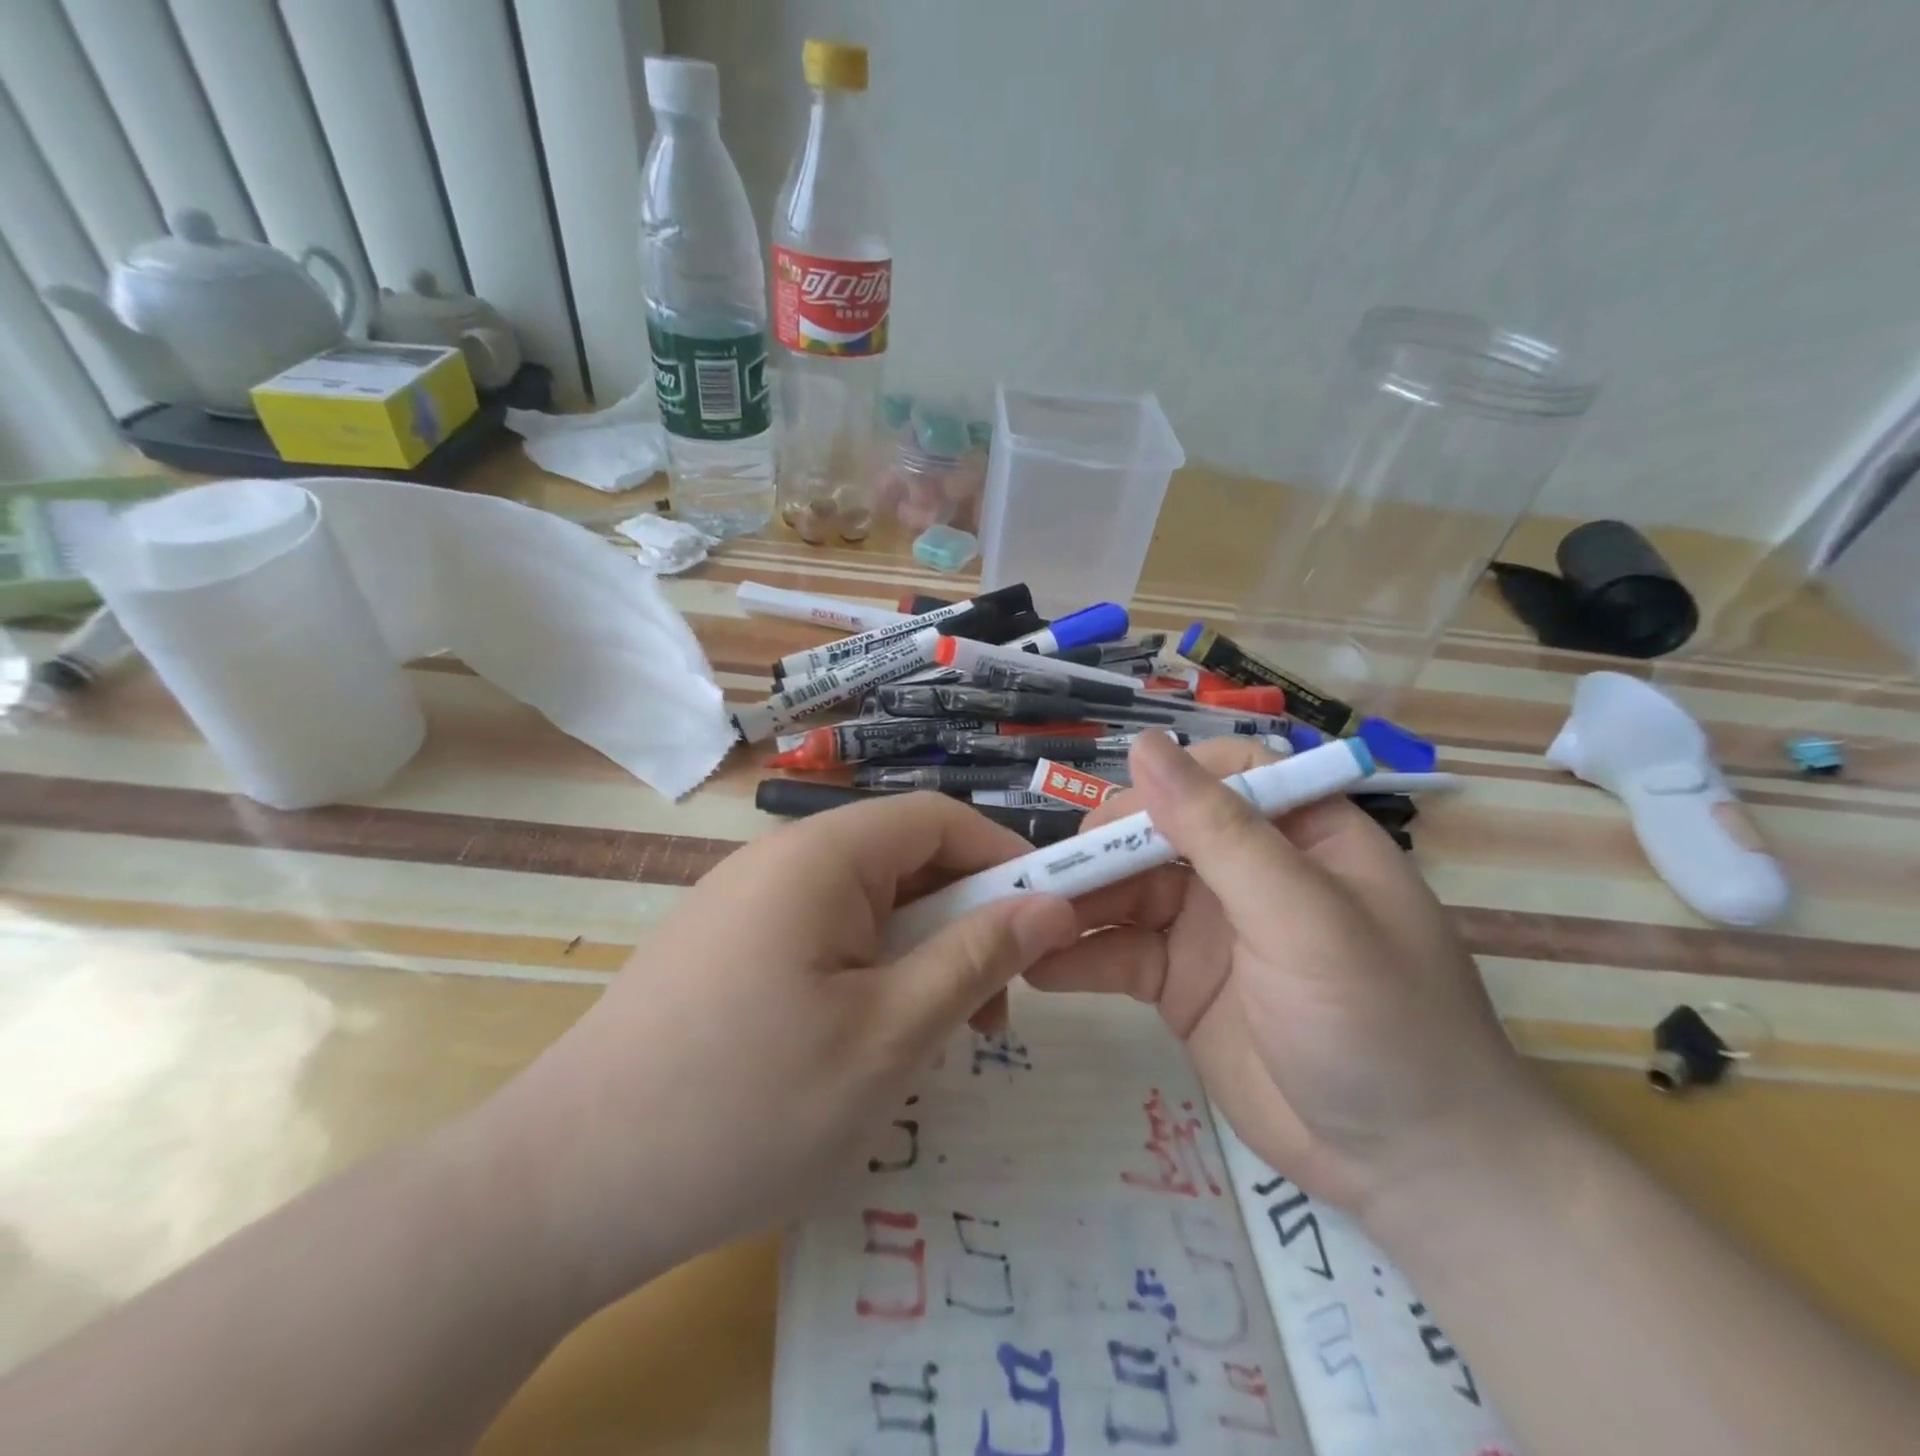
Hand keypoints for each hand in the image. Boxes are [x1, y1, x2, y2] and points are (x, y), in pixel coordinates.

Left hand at [481, 792, 1078, 1307]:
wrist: (562, 1189)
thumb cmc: (746, 1106)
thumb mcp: (889, 1036)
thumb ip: (976, 958)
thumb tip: (1053, 905)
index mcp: (820, 856)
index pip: (937, 818)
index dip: (1003, 859)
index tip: (1047, 926)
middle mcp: (777, 860)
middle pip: (900, 859)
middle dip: (961, 920)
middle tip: (990, 1011)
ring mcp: (742, 903)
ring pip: (862, 904)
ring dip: (915, 955)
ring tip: (929, 1039)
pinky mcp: (721, 948)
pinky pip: (818, 935)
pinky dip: (864, 973)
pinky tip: (860, 1044)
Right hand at [1028, 732, 1544, 1212]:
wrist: (1409, 1169)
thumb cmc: (1378, 1022)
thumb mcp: (1302, 917)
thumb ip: (1220, 832)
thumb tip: (1145, 746)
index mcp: (1298, 833)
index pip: (1224, 774)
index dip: (1167, 782)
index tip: (1115, 817)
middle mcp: (1248, 870)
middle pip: (1159, 832)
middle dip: (1103, 849)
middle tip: (1050, 876)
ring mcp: (1209, 927)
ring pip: (1127, 891)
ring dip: (1077, 901)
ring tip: (1021, 917)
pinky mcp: (1180, 982)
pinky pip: (1119, 954)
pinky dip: (1079, 957)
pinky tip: (1036, 967)